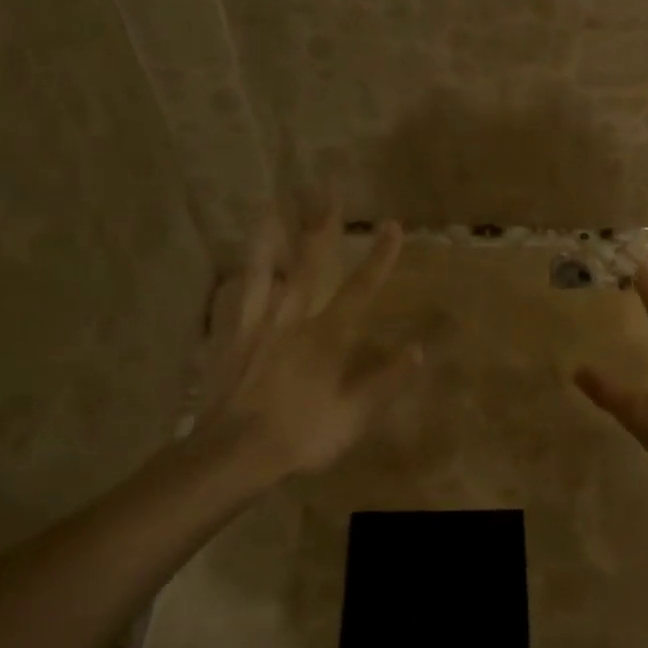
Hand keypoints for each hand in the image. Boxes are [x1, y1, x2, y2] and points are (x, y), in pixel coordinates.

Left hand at [188, 216, 420, 478]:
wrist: (234, 453)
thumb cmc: (302, 435)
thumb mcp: (355, 416)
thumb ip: (386, 381)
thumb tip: (418, 350)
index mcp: (327, 337)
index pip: (361, 289)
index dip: (380, 257)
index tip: (393, 226)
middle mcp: (292, 320)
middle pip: (309, 266)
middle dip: (322, 229)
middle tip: (328, 193)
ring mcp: (256, 327)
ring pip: (264, 273)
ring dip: (269, 238)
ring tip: (270, 206)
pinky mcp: (229, 340)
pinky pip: (230, 303)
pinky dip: (233, 284)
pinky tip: (231, 272)